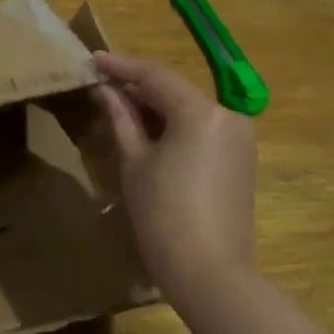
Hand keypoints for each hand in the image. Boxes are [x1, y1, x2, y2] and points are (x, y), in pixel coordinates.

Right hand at [92, 50, 256, 310]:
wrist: (211, 274)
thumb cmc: (163, 215)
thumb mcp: (134, 162)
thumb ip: (121, 119)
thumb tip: (105, 91)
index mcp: (201, 112)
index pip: (155, 76)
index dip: (121, 66)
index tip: (92, 59)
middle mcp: (228, 116)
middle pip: (175, 90)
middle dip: (138, 88)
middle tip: (101, 85)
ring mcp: (240, 138)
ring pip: (189, 110)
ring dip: (155, 107)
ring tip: (118, 107)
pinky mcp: (241, 160)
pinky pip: (202, 129)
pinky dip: (174, 126)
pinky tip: (147, 132)